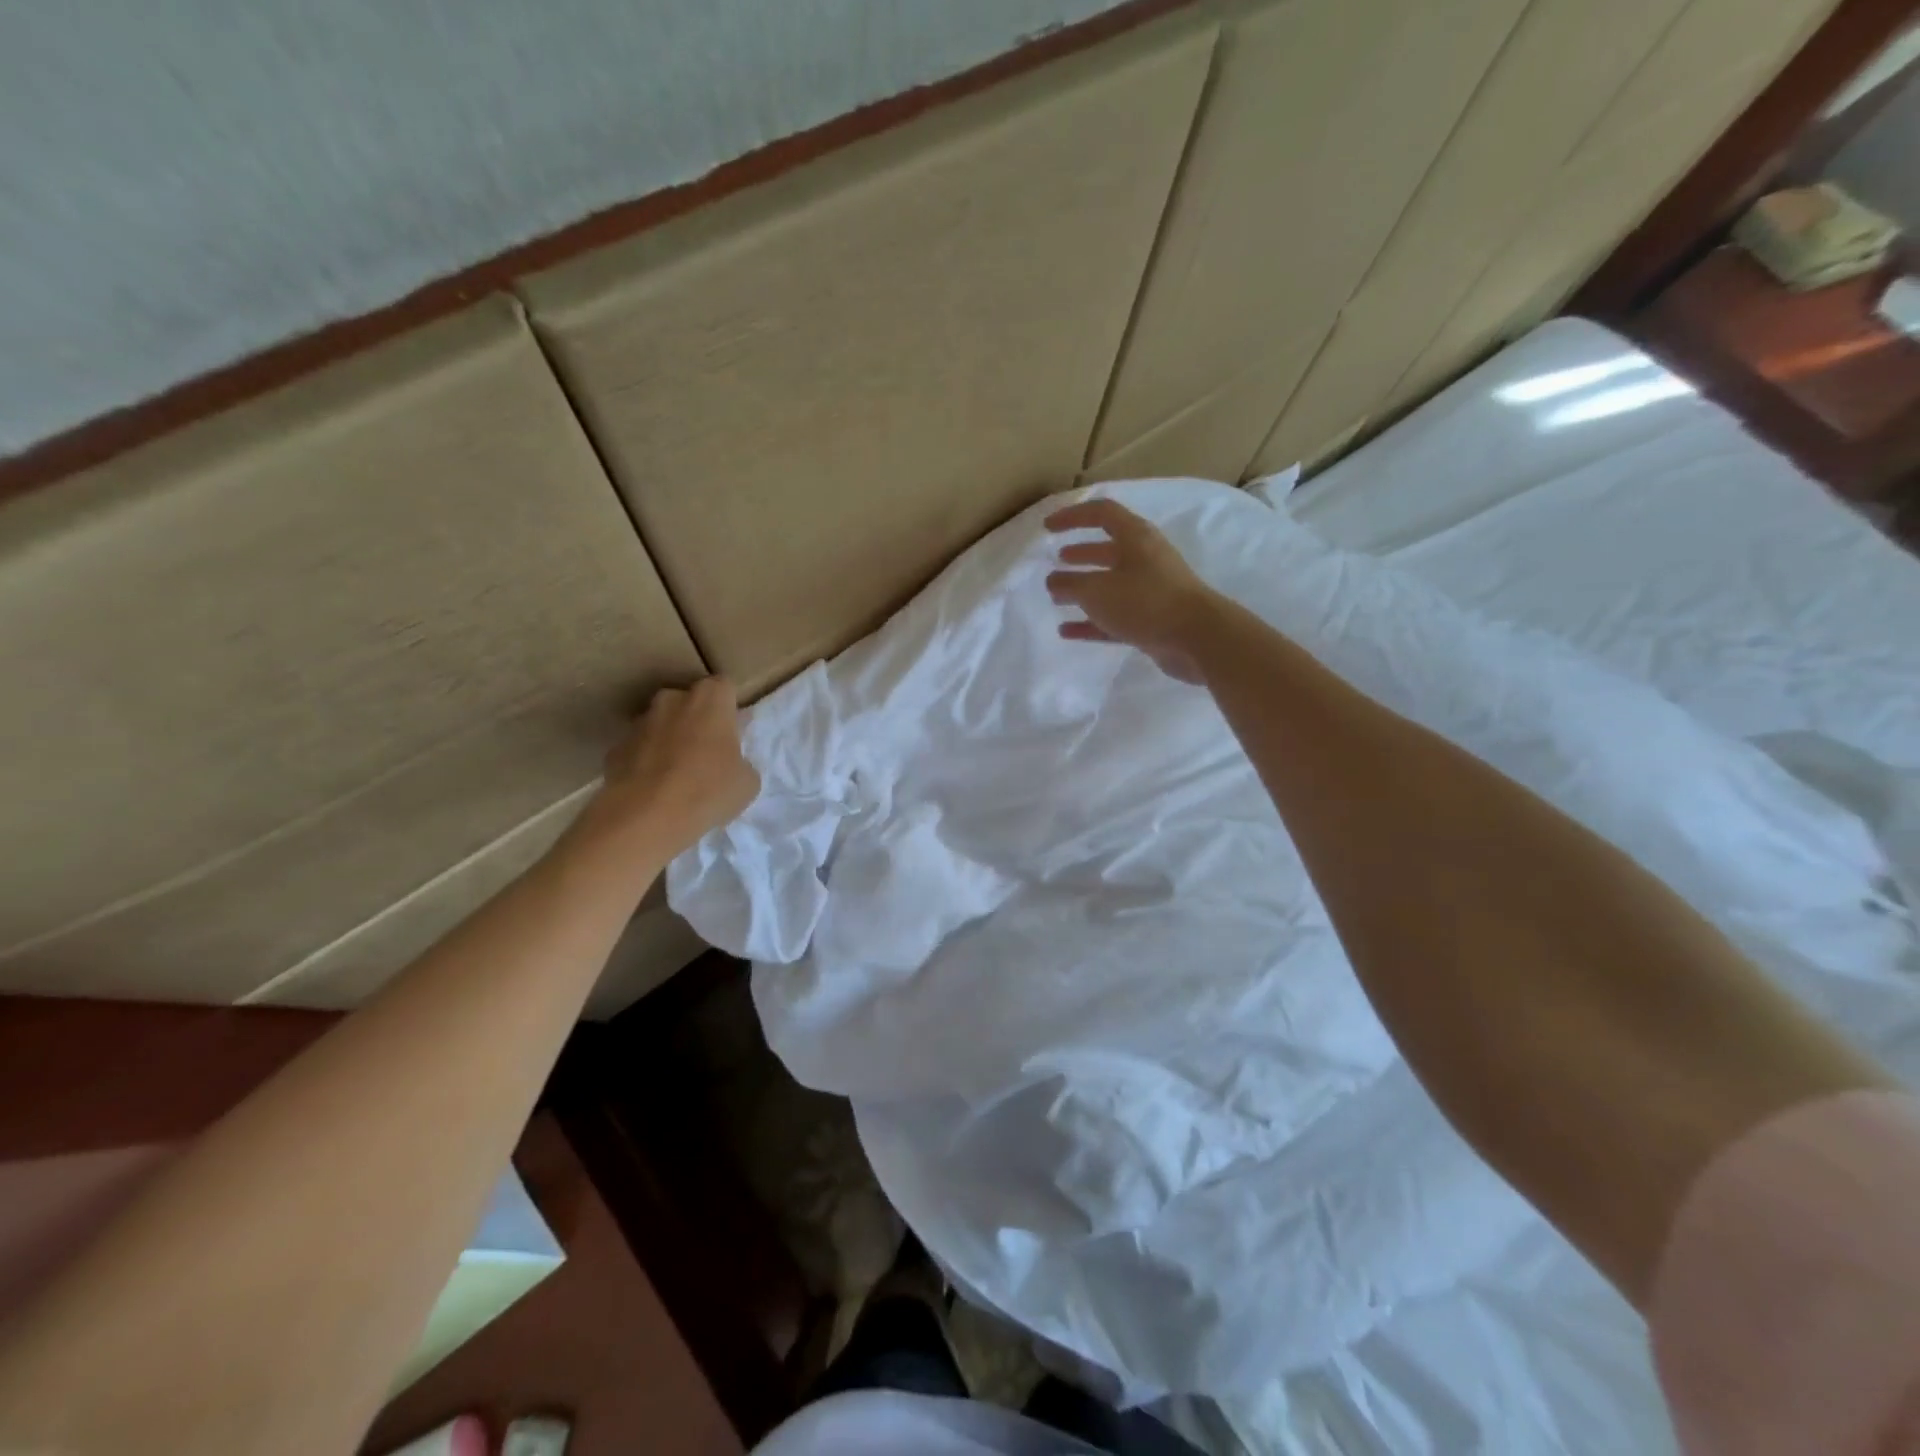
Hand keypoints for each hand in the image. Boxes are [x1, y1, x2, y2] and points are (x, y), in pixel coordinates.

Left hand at [576, 677, 759, 861]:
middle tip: (707, 753)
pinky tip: (653, 790)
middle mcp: (672, 700)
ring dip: (669, 740)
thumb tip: (730, 764)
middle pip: (688, 702)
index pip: (724, 687)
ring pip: (660, 724)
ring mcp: (639, 723)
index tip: (733, 733)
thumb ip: (741, 762)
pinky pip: (638, 750)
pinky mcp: (615, 748)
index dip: (729, 709)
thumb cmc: (709, 790)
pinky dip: (645, 763)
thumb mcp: (747, 782)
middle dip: (696, 721)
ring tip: (677, 776)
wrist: (647, 817)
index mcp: (710, 699)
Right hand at [1045, 498, 1217, 683]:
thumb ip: (1069, 585)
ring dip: (1084, 589)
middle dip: (1081, 554)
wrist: (1197, 639)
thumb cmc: (1145, 602)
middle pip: (1108, 549)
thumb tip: (1054, 582)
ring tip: (1057, 597)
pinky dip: (1091, 622)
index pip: (1101, 514)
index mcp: (1136, 538)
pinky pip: (1114, 617)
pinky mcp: (1152, 620)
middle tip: (1057, 560)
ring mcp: (1150, 591)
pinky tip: (1067, 632)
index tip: (1047, 528)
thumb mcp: (1097, 590)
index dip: (1073, 517)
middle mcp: (1145, 559)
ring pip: (1110, 585)